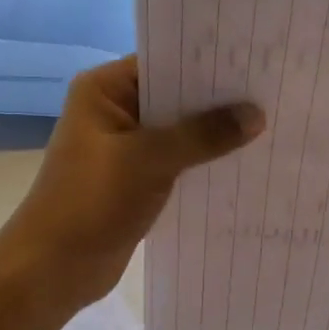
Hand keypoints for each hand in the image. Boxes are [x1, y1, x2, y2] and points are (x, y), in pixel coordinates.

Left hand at [0, 57, 263, 314]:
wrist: (54, 268)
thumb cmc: (92, 202)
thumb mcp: (150, 160)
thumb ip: (203, 135)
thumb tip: (256, 114)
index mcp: (104, 91)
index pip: (164, 61)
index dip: (208, 62)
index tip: (256, 61)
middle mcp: (114, 111)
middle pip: (175, 97)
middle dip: (218, 101)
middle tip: (273, 94)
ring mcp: (124, 148)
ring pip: (179, 133)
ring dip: (214, 136)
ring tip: (271, 127)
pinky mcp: (135, 181)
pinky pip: (176, 163)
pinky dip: (203, 164)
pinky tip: (244, 165)